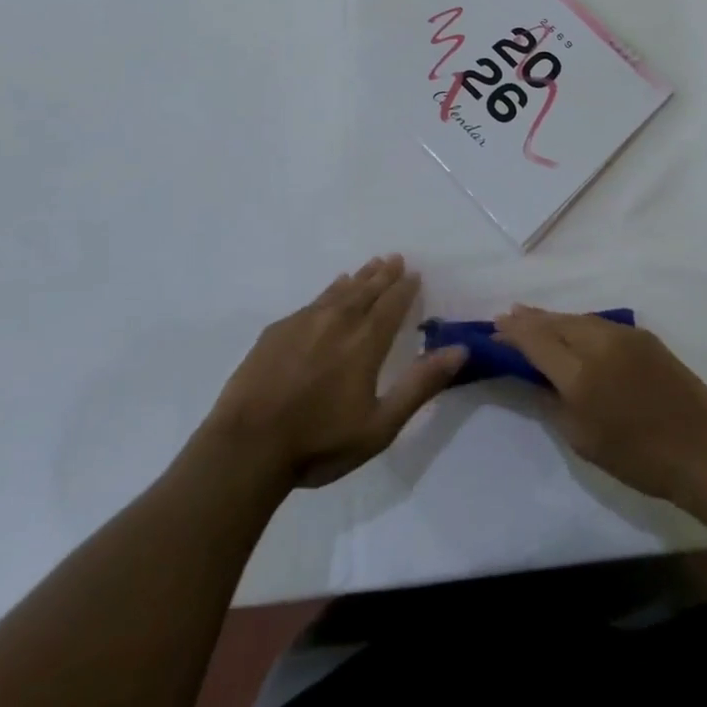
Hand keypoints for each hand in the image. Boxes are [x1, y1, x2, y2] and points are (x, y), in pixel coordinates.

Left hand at [204, 256, 465, 488]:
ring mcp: (304, 322)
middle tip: (395, 258)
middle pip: (366, 289)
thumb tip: (459, 350)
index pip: (392, 304)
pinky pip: (314, 300)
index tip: (414, 274)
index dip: (405, 288)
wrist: (246, 447)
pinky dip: (330, 290)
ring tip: (371, 265)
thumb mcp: (380, 425)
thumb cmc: (319, 442)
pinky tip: (332, 289)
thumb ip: (420, 385)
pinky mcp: (278, 330)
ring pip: (339, 290)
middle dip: (384, 274)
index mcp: (365, 341)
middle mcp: (338, 321)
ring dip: (359, 277)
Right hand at [495, 306, 706, 502]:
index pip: (535, 340)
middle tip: (507, 317)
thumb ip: (552, 401)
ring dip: (553, 319)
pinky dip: (578, 324)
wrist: (701, 447)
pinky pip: (599, 323)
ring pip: (577, 318)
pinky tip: (572, 329)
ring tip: (533, 319)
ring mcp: (622, 334)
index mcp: (579, 374)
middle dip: (529, 319)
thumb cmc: (637, 456)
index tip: (494, 328)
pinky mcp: (642, 335)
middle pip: (554, 322)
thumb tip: (533, 376)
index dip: (512, 332)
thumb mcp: (582, 439)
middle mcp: (598, 343)